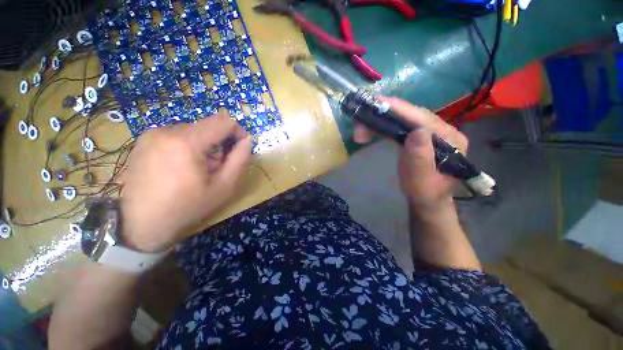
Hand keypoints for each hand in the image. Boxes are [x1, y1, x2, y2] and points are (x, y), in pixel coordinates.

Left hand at [120, 113, 251, 252]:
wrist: (140, 224)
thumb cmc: (186, 207)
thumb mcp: (223, 187)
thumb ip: (240, 160)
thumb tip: (247, 140)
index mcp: (186, 142)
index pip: (223, 121)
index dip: (237, 132)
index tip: (239, 149)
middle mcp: (166, 131)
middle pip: (208, 127)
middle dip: (219, 144)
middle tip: (215, 168)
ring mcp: (152, 134)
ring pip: (194, 131)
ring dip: (204, 146)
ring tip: (197, 170)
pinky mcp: (145, 140)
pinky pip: (178, 135)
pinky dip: (188, 147)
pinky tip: (181, 167)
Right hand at [353, 98, 467, 212]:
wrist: (426, 200)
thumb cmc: (424, 193)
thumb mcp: (422, 181)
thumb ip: (421, 158)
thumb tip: (417, 131)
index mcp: (450, 139)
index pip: (422, 118)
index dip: (399, 109)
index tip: (377, 102)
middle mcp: (442, 131)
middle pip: (410, 115)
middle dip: (384, 115)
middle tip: (360, 120)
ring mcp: (429, 133)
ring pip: (402, 119)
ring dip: (380, 121)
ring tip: (360, 129)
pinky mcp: (418, 137)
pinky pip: (400, 126)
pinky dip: (383, 127)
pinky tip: (371, 130)